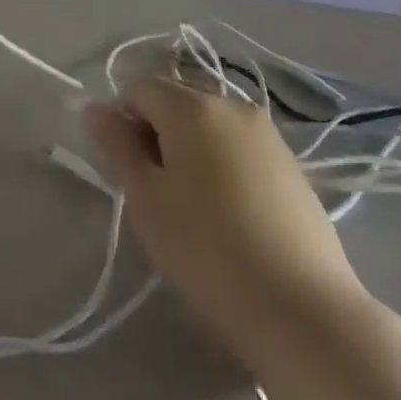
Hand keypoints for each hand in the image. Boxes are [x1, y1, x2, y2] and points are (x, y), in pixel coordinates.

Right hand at [86, 78, 368, 367]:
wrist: (306, 312)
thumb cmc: (208, 250)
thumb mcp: (146, 200)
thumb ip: (117, 145)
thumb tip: (94, 108)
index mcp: (191, 105)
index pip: (138, 87)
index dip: (122, 121)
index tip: (127, 169)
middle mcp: (231, 105)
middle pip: (176, 100)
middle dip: (156, 132)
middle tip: (156, 190)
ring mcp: (268, 134)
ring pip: (209, 125)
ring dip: (190, 148)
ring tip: (193, 206)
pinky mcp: (293, 166)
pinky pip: (240, 147)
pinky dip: (223, 165)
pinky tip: (230, 215)